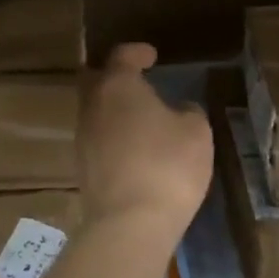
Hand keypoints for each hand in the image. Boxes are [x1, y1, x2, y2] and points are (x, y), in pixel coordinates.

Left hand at [76, 44, 213, 246]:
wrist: (129, 225)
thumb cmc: (167, 166)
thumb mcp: (196, 132)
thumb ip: (188, 111)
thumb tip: (179, 109)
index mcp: (117, 85)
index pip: (122, 55)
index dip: (137, 52)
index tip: (151, 55)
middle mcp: (93, 105)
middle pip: (96, 80)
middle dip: (113, 76)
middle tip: (135, 79)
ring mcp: (83, 137)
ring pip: (94, 110)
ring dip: (113, 108)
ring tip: (138, 116)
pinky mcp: (82, 168)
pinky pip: (97, 138)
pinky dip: (112, 134)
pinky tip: (132, 146)